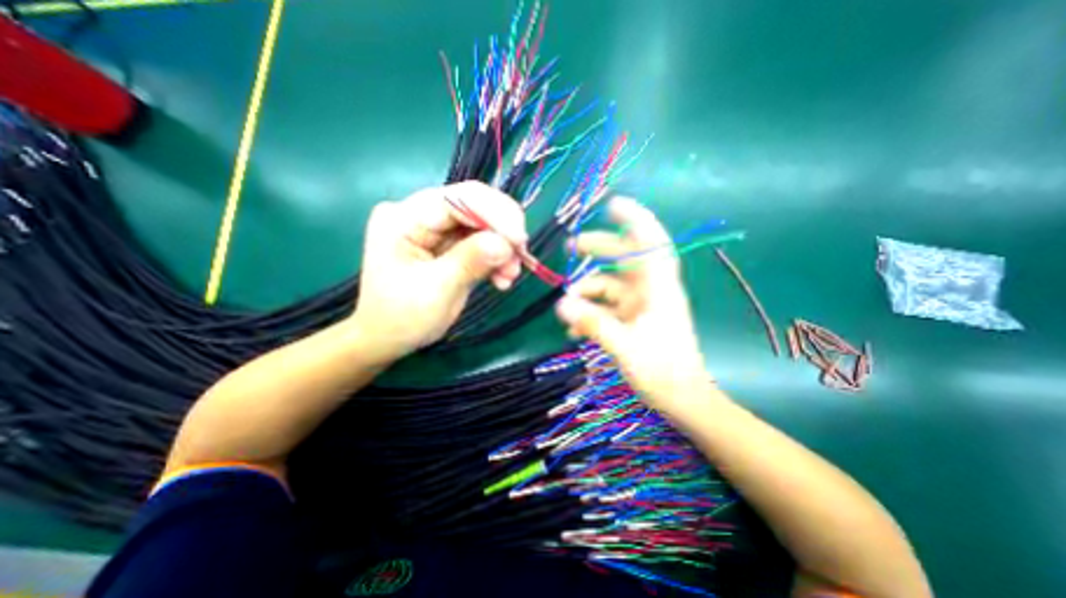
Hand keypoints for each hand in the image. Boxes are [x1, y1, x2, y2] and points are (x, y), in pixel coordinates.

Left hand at [353, 181, 524, 358]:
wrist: (388, 338)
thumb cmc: (402, 317)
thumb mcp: (436, 290)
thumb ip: (470, 261)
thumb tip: (506, 242)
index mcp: (404, 218)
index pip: (457, 199)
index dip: (494, 213)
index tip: (520, 240)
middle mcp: (420, 214)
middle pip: (474, 207)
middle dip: (503, 232)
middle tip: (521, 257)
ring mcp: (436, 228)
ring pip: (483, 225)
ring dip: (503, 248)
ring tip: (509, 277)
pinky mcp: (449, 244)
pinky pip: (482, 242)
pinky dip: (497, 258)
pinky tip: (502, 278)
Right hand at [555, 196, 710, 410]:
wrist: (683, 401)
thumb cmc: (663, 372)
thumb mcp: (625, 347)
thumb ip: (593, 323)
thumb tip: (561, 303)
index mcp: (659, 289)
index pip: (652, 244)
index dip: (636, 220)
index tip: (613, 205)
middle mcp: (651, 290)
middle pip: (625, 258)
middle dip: (599, 249)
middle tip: (572, 246)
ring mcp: (641, 305)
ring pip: (610, 285)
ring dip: (587, 292)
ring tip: (566, 310)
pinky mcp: (633, 319)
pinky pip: (607, 306)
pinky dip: (591, 311)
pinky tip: (574, 329)